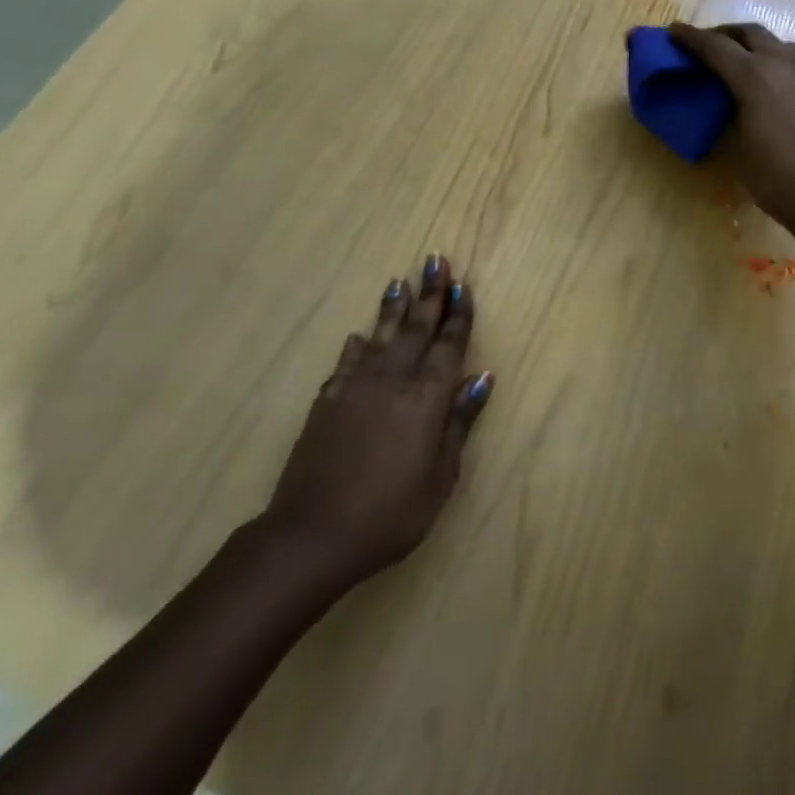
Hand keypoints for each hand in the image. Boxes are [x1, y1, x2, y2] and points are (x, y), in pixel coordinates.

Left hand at [258, 254, 494, 589]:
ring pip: (381, 334)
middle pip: (416, 326)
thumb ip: (459, 421)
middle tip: (436, 260)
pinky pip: (348, 360)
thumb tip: (482, 378)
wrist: (312, 533)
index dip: (458, 314)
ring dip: (393, 306)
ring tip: (401, 281)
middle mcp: (393, 379)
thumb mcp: (440, 476)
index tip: (462, 286)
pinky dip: (359, 344)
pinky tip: (362, 335)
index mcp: (426, 397)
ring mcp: (356, 386)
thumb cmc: (390, 513)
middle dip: (429, 293)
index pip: (448, 344)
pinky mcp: (328, 399)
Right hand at [669, 22, 794, 235]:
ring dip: (761, 48)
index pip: (716, 46)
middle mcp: (786, 65)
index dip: (692, 38)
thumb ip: (735, 112)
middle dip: (728, 34)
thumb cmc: (775, 176)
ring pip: (784, 46)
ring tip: (749, 64)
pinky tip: (783, 95)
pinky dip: (785, 72)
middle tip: (711, 44)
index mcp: (754, 76)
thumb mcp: (740, 143)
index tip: (675, 31)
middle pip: (752, 33)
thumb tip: (734, 101)